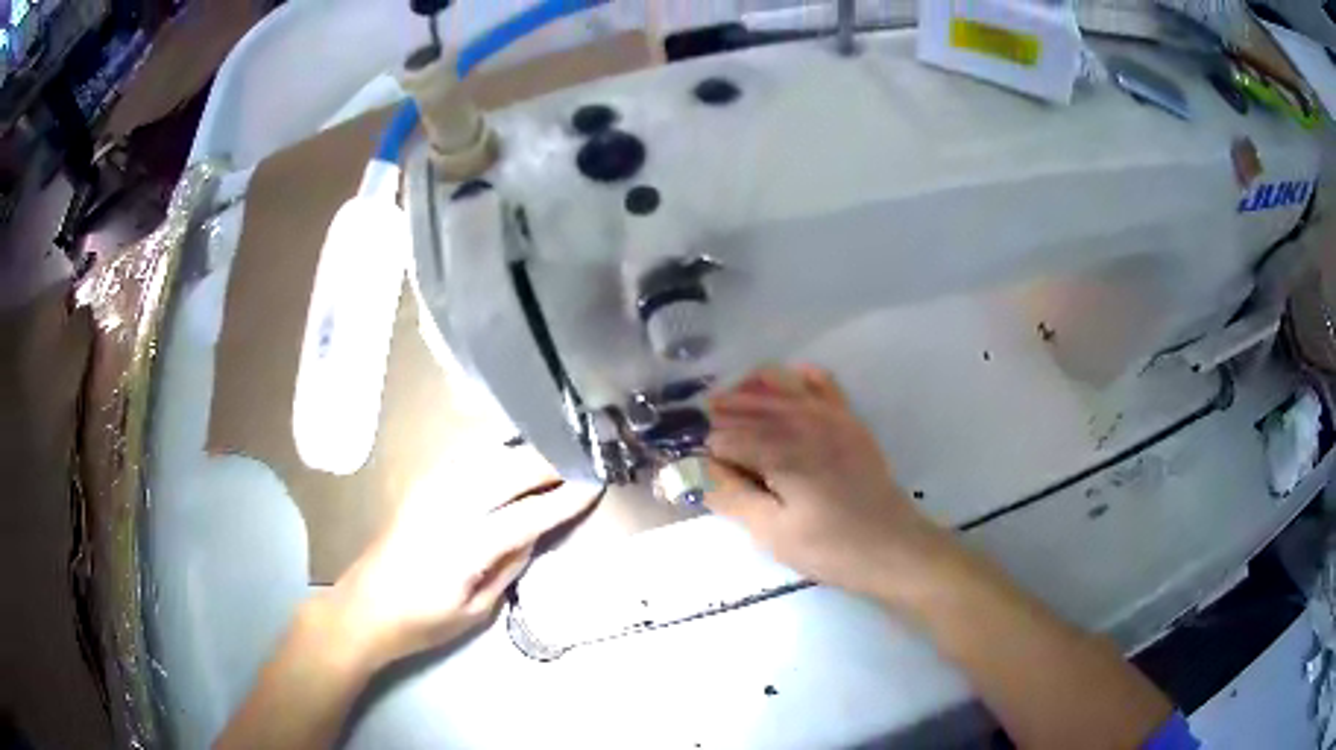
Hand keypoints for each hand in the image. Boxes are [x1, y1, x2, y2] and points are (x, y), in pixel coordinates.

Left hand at [316, 446, 597, 669]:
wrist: (365, 607)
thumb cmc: (423, 621)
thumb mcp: (476, 610)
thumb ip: (508, 565)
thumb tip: (535, 531)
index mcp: (466, 547)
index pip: (528, 514)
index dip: (565, 499)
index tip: (595, 485)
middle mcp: (449, 507)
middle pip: (508, 471)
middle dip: (549, 462)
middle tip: (582, 459)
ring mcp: (430, 490)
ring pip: (486, 455)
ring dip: (523, 449)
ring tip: (554, 448)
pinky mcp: (419, 486)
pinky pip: (464, 456)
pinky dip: (493, 448)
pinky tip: (509, 448)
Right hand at [706, 366, 949, 598]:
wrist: (894, 547)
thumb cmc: (832, 548)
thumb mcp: (774, 533)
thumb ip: (733, 497)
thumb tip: (699, 470)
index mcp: (782, 450)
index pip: (726, 437)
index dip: (710, 457)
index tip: (709, 478)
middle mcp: (803, 420)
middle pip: (747, 404)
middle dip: (722, 420)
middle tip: (712, 450)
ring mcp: (830, 414)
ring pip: (777, 384)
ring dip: (749, 394)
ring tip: (733, 414)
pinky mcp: (849, 420)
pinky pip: (819, 381)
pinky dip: (794, 381)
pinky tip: (783, 397)